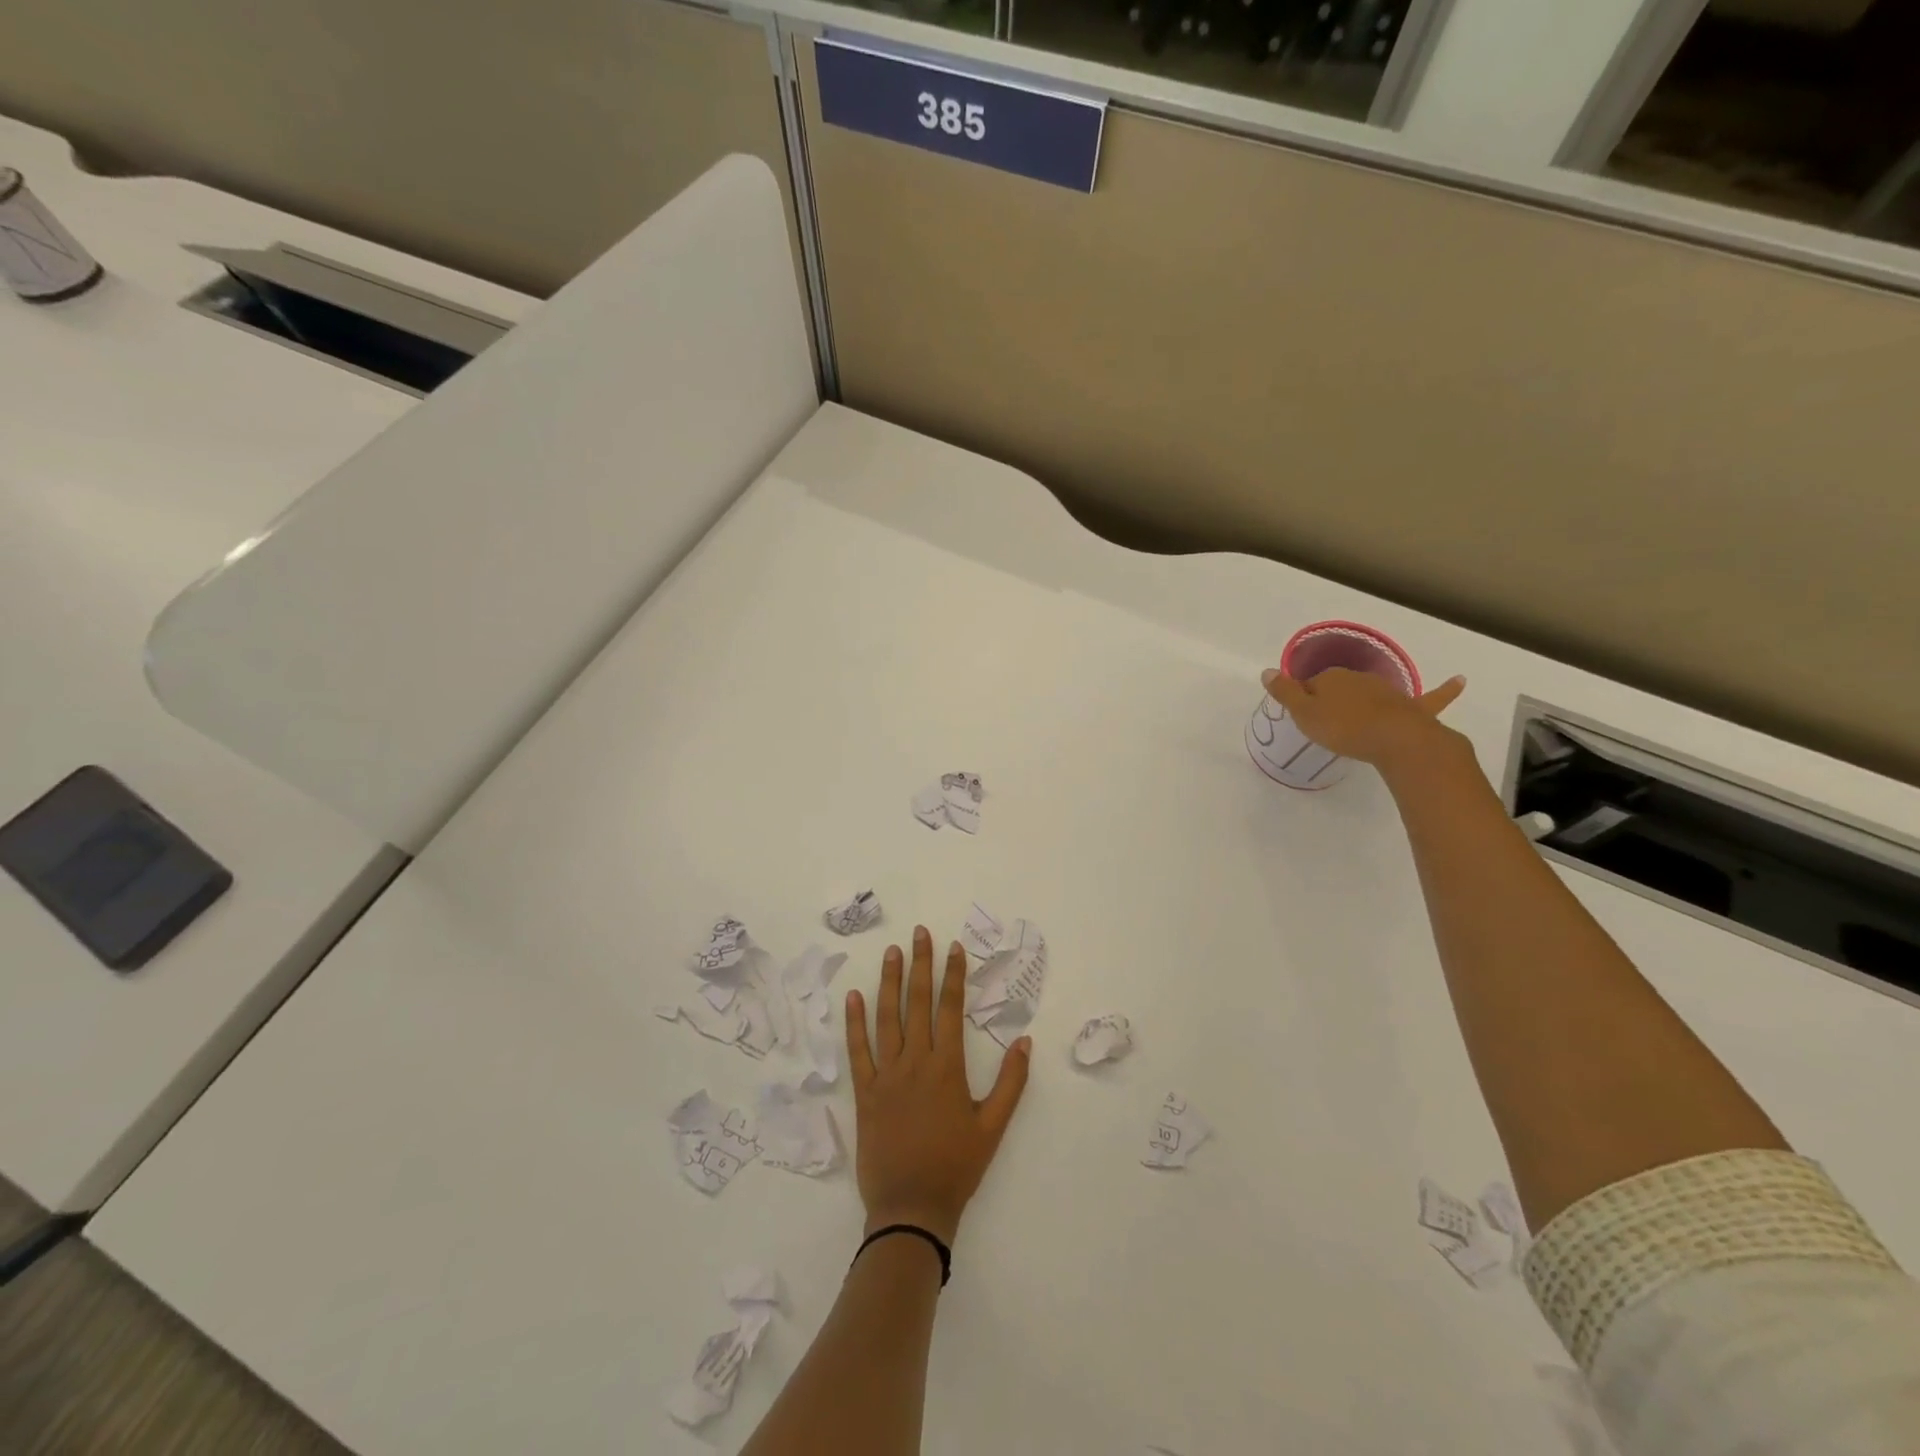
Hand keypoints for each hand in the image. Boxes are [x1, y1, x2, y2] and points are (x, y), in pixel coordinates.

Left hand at [844, 926, 1030, 1245]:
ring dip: (889, 982)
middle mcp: (916, 1062)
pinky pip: (858, 1051)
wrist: (911, 1209)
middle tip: (919, 933)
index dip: (953, 975)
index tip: (953, 947)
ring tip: (891, 952)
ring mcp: (887, 1075)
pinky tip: (853, 997)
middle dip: (920, 964)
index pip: (950, 1009)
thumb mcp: (993, 1127)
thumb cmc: (956, 1167)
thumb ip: (1011, 1083)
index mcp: (947, 1067)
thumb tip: (1026, 1041)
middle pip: (918, 1003)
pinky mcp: (865, 1093)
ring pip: (887, 1018)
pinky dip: (854, 1022)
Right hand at [1262, 666, 1466, 767]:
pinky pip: (1432, 697)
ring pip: (1371, 693)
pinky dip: (1445, 690)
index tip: (1303, 718)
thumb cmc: (1343, 728)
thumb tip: (1267, 671)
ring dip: (1364, 699)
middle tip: (1326, 723)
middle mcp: (1360, 679)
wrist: (1394, 739)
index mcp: (1331, 678)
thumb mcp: (1303, 714)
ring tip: (1357, 716)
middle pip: (1340, 687)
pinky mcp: (1414, 708)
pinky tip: (1459, 681)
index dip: (1303, 700)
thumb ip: (1285, 693)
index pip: (1310, 685)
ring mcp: (1389, 692)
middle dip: (1332, 699)